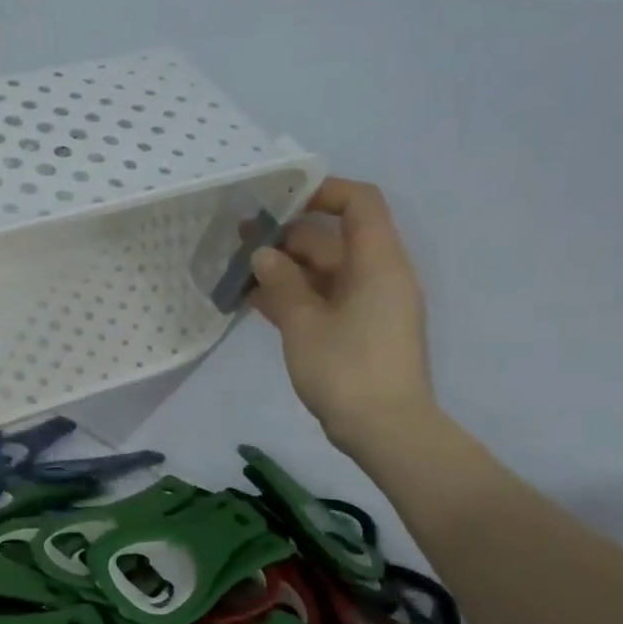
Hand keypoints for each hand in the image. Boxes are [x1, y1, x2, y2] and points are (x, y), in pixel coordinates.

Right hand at [249, 177, 437, 456]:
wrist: (385, 431)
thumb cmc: (347, 370)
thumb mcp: (305, 323)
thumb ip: (282, 283)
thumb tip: (264, 254)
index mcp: (377, 264)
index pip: (360, 204)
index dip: (323, 192)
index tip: (280, 199)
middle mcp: (378, 277)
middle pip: (334, 240)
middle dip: (287, 236)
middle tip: (238, 238)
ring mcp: (368, 306)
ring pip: (324, 273)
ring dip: (284, 269)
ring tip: (237, 269)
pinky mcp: (357, 332)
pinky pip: (323, 300)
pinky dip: (293, 296)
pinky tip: (254, 299)